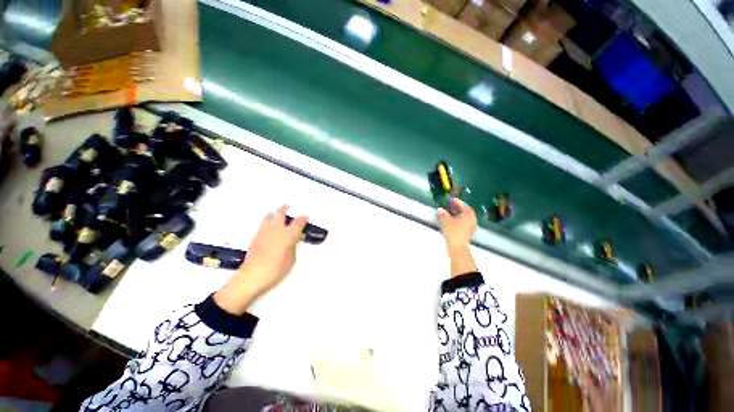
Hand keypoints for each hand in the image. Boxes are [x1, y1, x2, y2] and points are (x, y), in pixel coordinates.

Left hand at [214, 205, 307, 314]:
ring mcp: (264, 232)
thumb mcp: (291, 259)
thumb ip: (293, 247)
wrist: (253, 276)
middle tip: (287, 207)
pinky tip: (267, 227)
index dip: (303, 219)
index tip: (305, 217)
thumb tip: (292, 243)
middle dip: (285, 209)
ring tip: (275, 214)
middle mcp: (276, 230)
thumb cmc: (276, 269)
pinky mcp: (255, 237)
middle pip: (280, 214)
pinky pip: (262, 225)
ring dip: (273, 214)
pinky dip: (266, 222)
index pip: (298, 222)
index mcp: (288, 234)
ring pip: (268, 217)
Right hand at [437, 198, 477, 277]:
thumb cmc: (453, 232)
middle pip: (465, 211)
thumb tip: (440, 209)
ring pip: (465, 217)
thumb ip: (443, 214)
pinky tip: (452, 220)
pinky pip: (464, 222)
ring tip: (450, 212)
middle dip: (458, 207)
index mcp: (469, 214)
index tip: (451, 199)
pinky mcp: (468, 232)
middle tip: (450, 204)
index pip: (463, 205)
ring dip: (458, 213)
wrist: (458, 247)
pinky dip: (459, 219)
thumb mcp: (446, 221)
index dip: (457, 201)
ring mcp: (471, 226)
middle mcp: (472, 219)